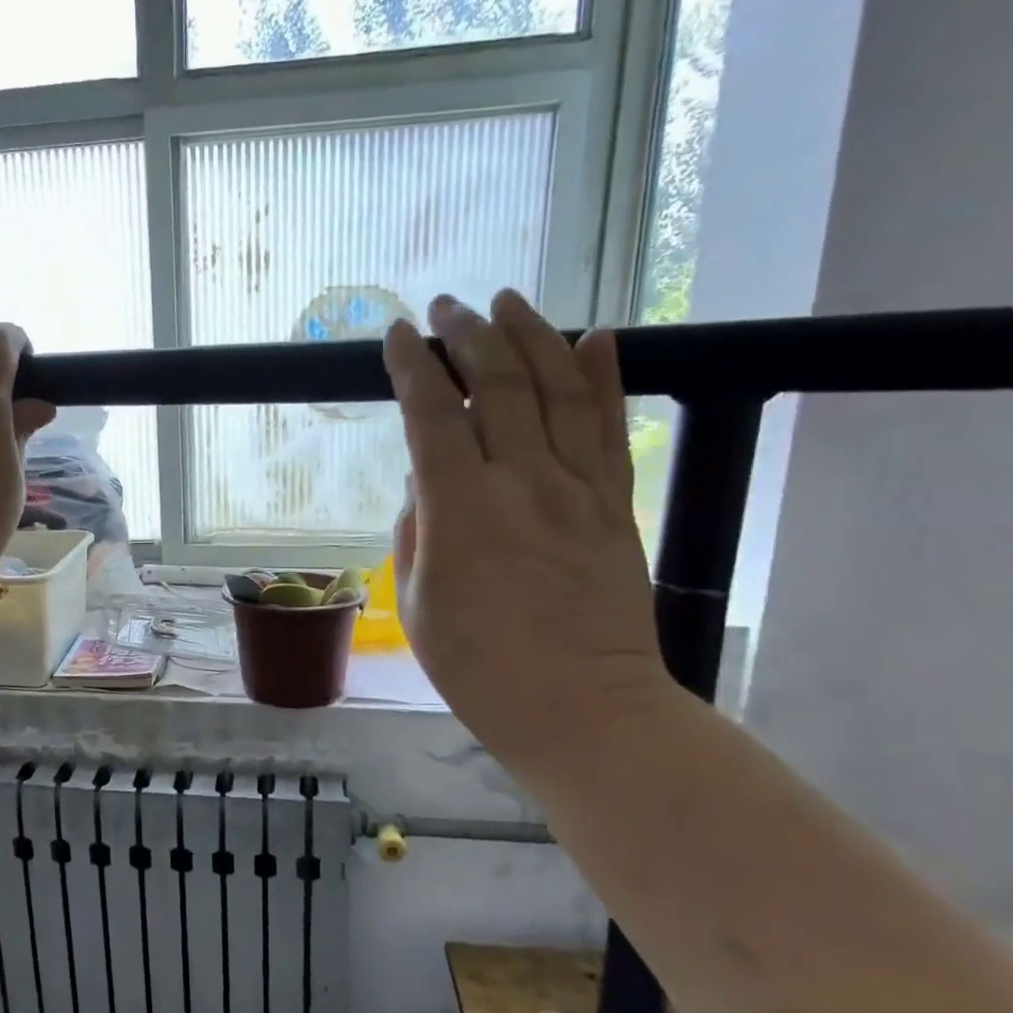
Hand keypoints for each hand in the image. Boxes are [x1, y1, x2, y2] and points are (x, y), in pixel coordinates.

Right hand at [383, 290, 671, 772]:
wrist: (584, 711)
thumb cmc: (480, 668)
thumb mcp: (418, 603)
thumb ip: (416, 531)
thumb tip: (426, 483)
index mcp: (461, 511)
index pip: (432, 415)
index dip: (412, 368)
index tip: (397, 336)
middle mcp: (522, 483)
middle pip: (498, 386)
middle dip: (467, 337)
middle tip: (447, 308)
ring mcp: (577, 490)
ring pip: (558, 390)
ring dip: (530, 336)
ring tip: (508, 301)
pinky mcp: (615, 506)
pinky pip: (610, 428)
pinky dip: (603, 377)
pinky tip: (597, 336)